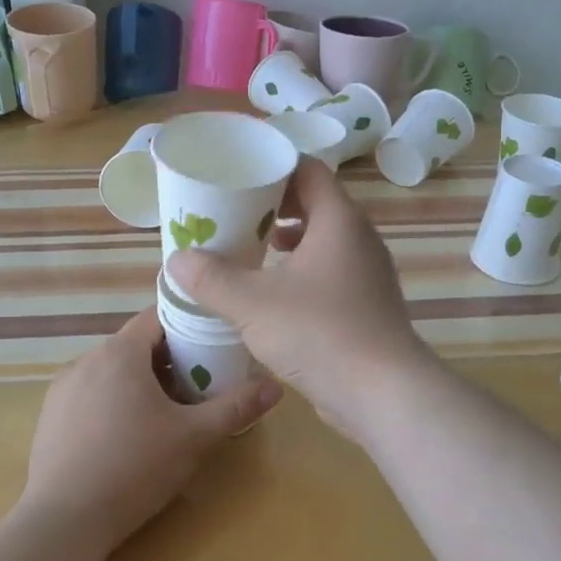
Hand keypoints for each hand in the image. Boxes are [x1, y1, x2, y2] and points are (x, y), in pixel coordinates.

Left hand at [23, 306, 280, 554]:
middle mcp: (86, 359)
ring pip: (112, 370)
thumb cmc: (134, 468)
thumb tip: (275, 386)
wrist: (63, 522)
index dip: (188, 325)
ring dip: (141, 382)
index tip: (213, 344)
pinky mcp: (50, 416)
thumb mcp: (194, 438)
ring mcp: (63, 388)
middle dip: (169, 360)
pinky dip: (114, 401)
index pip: (158, 317)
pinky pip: (91, 393)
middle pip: (136, 345)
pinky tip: (128, 437)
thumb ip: (235, 408)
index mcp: (120, 353)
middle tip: (199, 386)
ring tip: (167, 414)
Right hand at [166, 159, 435, 436]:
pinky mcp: (368, 304)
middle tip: (235, 215)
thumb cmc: (319, 332)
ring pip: (324, 240)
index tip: (238, 178)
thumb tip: (176, 260)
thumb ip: (211, 279)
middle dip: (274, 206)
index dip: (273, 168)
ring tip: (252, 250)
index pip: (308, 170)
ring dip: (289, 240)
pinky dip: (302, 271)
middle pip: (316, 203)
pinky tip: (275, 294)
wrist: (383, 393)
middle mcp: (359, 238)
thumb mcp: (253, 303)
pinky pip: (331, 271)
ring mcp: (368, 273)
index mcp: (339, 220)